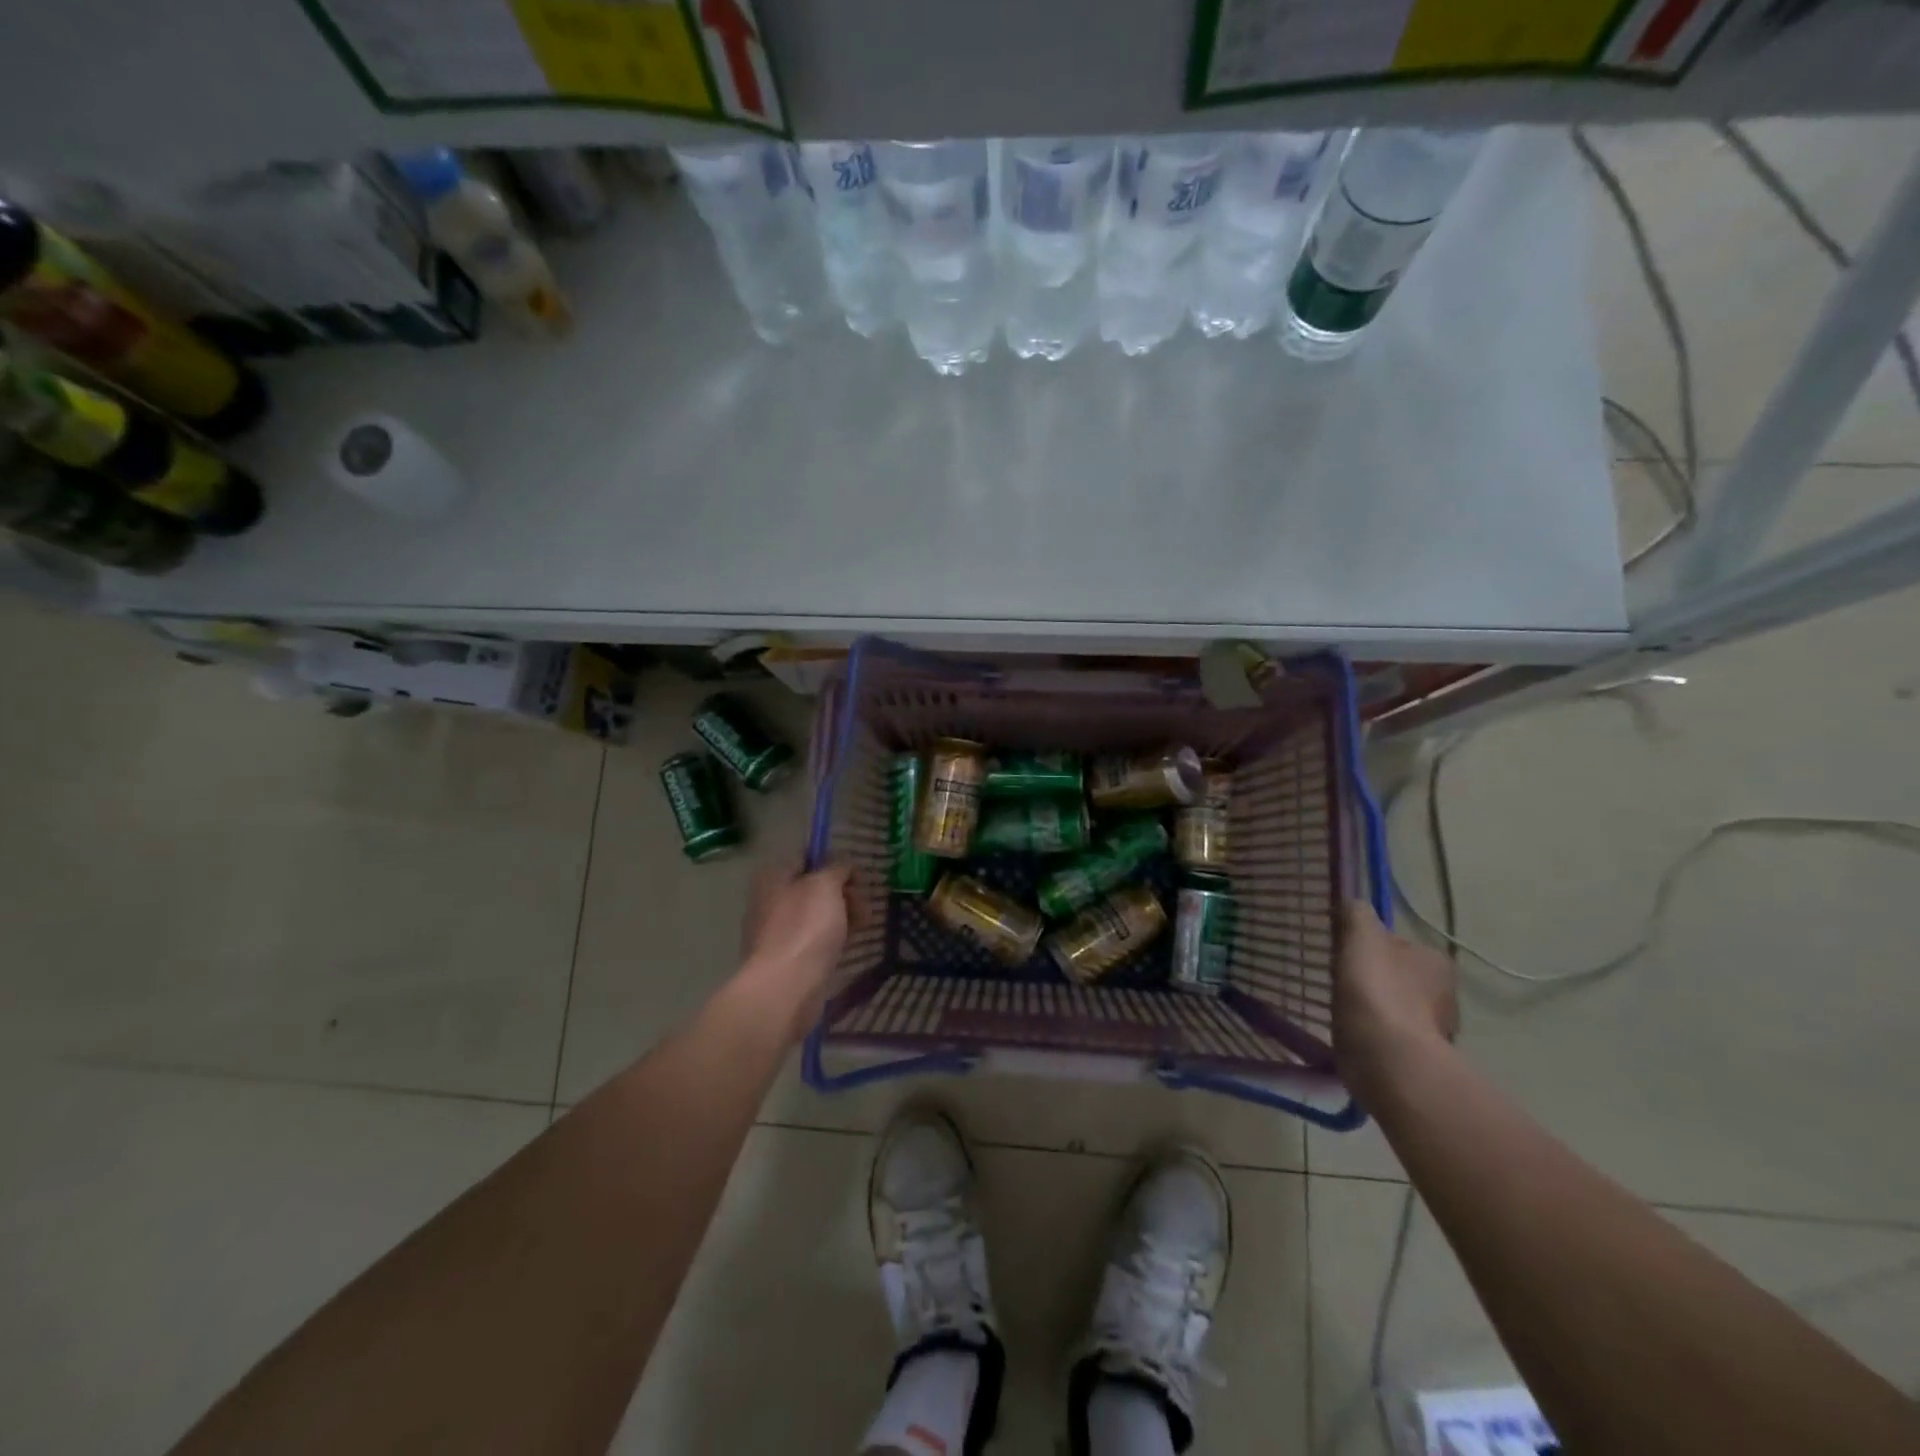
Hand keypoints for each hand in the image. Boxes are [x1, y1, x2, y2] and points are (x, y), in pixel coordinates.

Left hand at [737, 860, 856, 1038]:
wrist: (786, 988)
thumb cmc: (805, 928)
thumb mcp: (826, 886)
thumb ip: (837, 868)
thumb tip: (843, 866)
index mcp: (773, 878)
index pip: (807, 859)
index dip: (835, 863)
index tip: (859, 877)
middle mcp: (770, 901)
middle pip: (813, 888)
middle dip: (843, 894)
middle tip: (864, 906)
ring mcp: (777, 932)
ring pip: (816, 916)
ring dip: (842, 916)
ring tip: (864, 926)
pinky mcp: (787, 959)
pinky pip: (814, 940)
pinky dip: (832, 939)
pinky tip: (849, 945)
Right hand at [1333, 899, 1458, 1092]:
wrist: (1388, 1057)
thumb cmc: (1376, 990)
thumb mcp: (1362, 937)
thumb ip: (1358, 914)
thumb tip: (1353, 902)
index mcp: (1436, 961)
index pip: (1399, 944)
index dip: (1370, 946)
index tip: (1346, 953)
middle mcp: (1444, 994)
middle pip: (1398, 976)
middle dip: (1374, 978)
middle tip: (1342, 981)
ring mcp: (1433, 1030)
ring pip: (1394, 1008)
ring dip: (1373, 1008)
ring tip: (1341, 1009)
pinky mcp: (1416, 1058)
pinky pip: (1388, 1036)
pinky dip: (1371, 1034)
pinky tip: (1351, 1034)